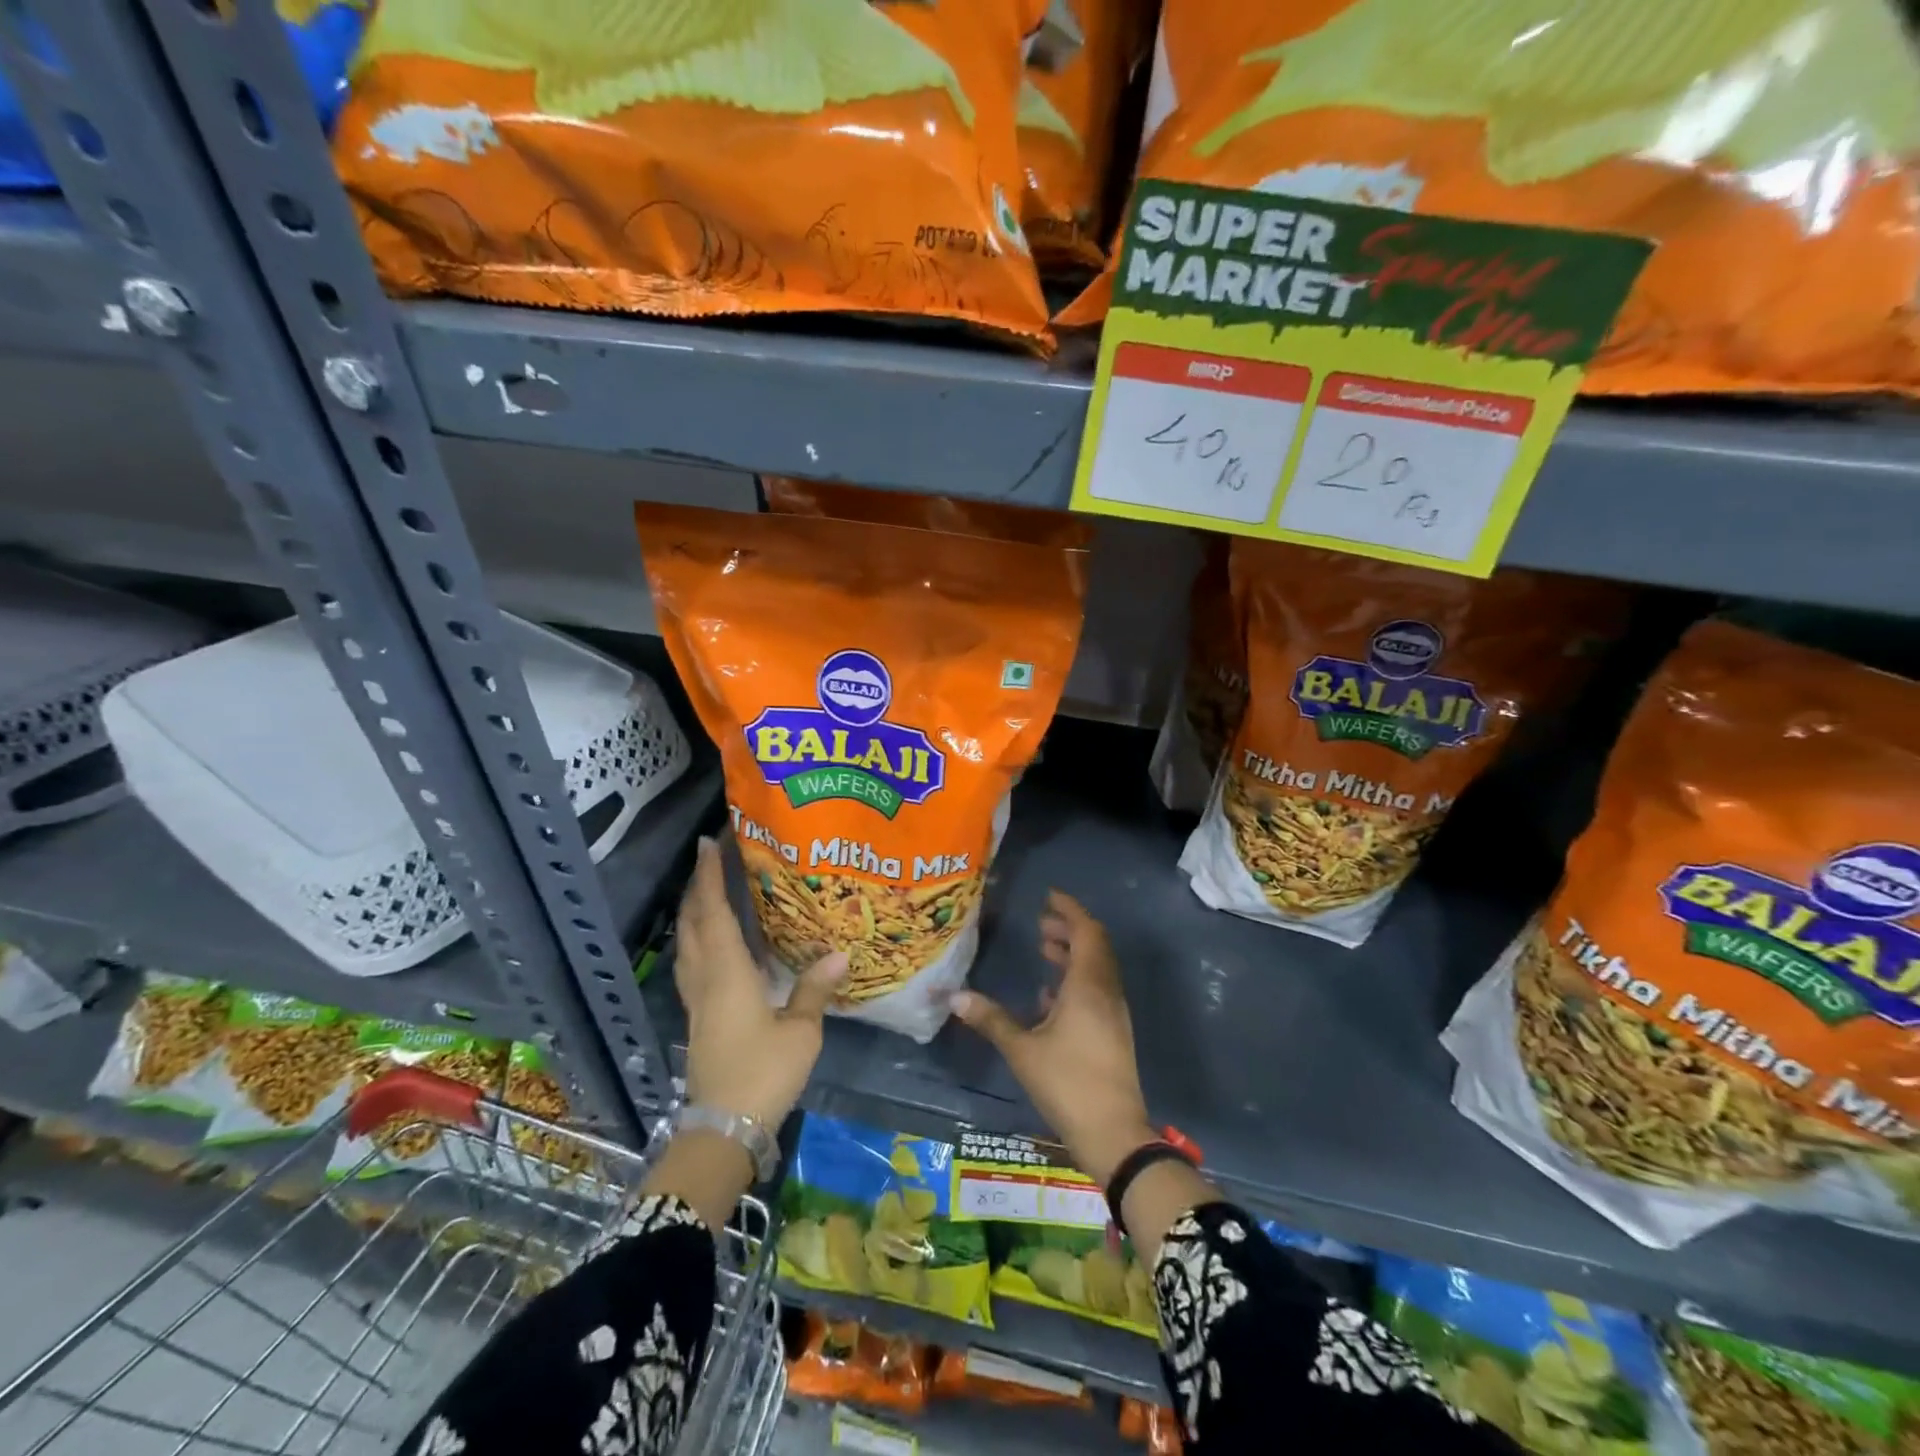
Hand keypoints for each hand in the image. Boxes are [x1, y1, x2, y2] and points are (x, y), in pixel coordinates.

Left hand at [676, 836, 846, 1130]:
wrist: (723, 1129)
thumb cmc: (763, 1073)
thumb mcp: (800, 1031)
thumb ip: (814, 989)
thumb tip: (839, 953)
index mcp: (726, 972)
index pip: (713, 912)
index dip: (709, 876)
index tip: (709, 843)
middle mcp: (705, 978)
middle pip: (692, 924)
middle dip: (697, 888)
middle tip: (710, 859)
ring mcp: (697, 1000)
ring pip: (687, 944)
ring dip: (693, 913)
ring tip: (708, 892)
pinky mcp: (698, 1018)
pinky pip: (691, 964)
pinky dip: (697, 940)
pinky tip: (713, 944)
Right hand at [950, 891, 1155, 1184]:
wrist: (1114, 1133)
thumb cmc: (1068, 1083)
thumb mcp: (1022, 1050)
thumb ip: (991, 1019)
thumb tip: (955, 995)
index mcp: (1089, 985)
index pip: (1086, 931)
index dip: (1069, 909)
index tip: (1048, 896)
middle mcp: (1106, 991)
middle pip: (1094, 946)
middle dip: (1069, 929)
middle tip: (1041, 922)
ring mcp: (1114, 1013)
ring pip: (1097, 968)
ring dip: (1073, 953)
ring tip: (1043, 949)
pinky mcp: (1113, 1032)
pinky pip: (1097, 990)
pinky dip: (1077, 980)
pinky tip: (1050, 996)